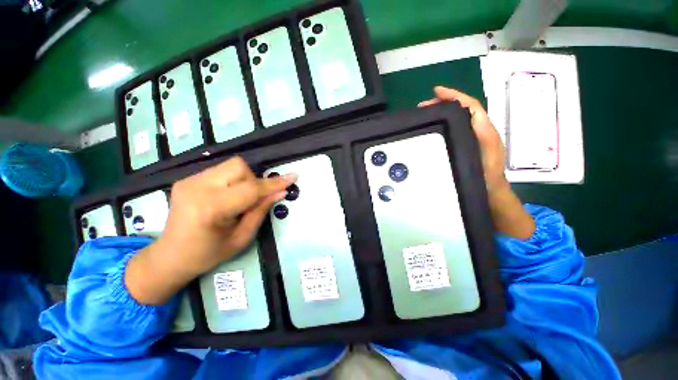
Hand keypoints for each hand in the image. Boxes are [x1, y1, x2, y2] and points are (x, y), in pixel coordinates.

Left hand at [125, 157, 295, 304]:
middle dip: (254, 180)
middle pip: (239, 167)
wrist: (170, 256)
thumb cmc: (209, 253)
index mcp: (211, 208)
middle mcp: (198, 188)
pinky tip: (226, 196)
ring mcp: (189, 181)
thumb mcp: (242, 237)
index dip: (274, 183)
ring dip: (244, 180)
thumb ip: (261, 211)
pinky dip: (232, 180)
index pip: (251, 189)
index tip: (293, 177)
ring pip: (231, 165)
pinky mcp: (187, 179)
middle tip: (253, 199)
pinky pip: (221, 171)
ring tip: (239, 199)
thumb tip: (280, 192)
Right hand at [418, 86, 506, 191]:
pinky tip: (433, 126)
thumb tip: (472, 114)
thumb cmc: (487, 175)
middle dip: (443, 102)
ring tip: (425, 113)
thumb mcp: (486, 155)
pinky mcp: (464, 143)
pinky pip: (454, 128)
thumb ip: (483, 135)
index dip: (455, 96)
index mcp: (483, 129)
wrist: (488, 190)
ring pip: (457, 117)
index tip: (436, 92)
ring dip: (441, 112)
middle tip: (423, 106)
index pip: (470, 105)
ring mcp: (470, 136)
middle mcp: (478, 129)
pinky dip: (443, 123)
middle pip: (461, 108)